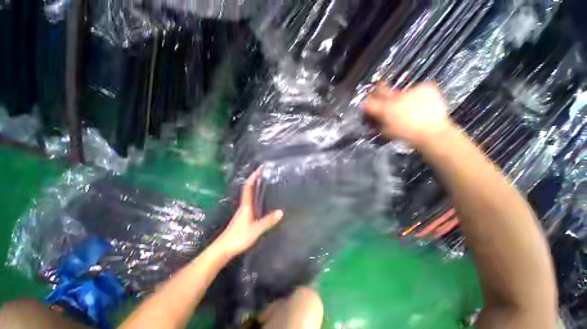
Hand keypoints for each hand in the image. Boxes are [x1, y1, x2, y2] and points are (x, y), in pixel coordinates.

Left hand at [214, 170, 283, 257]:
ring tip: (265, 183)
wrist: (223, 249)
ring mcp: (243, 212)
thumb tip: (281, 212)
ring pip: (250, 195)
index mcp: (246, 206)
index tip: (259, 169)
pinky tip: (261, 200)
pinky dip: (256, 197)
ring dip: (255, 188)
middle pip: (249, 189)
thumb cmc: (238, 237)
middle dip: (256, 180)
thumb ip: (268, 221)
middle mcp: (244, 206)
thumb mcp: (255, 229)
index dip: (253, 177)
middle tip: (265, 174)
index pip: (248, 187)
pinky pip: (251, 202)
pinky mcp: (243, 217)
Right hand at [362, 82, 452, 146]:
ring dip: (399, 97)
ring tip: (407, 106)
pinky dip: (416, 96)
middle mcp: (395, 97)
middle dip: (377, 91)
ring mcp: (411, 91)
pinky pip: (416, 90)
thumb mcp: (386, 132)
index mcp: (385, 109)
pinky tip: (420, 104)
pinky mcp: (425, 88)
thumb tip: (374, 117)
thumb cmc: (407, 136)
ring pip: (400, 91)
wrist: (432, 133)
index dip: (366, 103)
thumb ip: (378, 122)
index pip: (369, 102)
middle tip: (379, 92)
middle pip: (381, 89)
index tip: (367, 104)